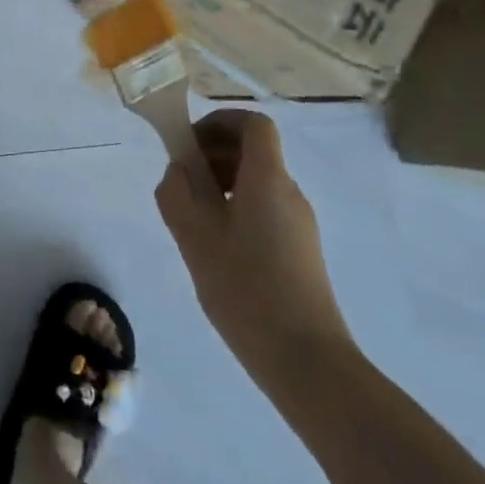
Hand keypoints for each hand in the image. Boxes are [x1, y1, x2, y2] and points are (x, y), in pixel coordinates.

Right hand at [155, 109, 352, 397]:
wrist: (307, 362)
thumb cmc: (246, 289)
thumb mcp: (194, 237)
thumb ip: (177, 193)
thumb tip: (179, 171)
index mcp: (268, 179)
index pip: (253, 124)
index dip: (220, 122)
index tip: (190, 143)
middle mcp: (289, 193)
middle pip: (254, 151)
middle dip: (214, 154)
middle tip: (183, 184)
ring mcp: (300, 224)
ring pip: (257, 182)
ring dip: (222, 184)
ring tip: (194, 220)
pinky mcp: (301, 252)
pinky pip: (265, 210)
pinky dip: (237, 210)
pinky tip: (217, 248)